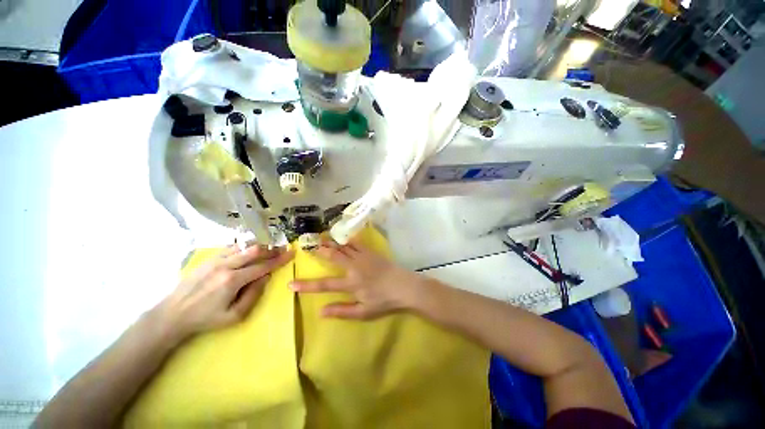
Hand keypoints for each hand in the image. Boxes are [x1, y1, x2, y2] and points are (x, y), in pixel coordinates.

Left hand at [156, 245, 293, 342]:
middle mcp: (225, 265)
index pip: (263, 266)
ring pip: (243, 246)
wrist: (173, 314)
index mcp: (233, 280)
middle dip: (272, 249)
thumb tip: (265, 277)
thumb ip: (253, 295)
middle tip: (282, 249)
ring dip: (259, 246)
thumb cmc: (206, 319)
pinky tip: (249, 250)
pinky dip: (244, 247)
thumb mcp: (234, 316)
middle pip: (255, 250)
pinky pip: (231, 248)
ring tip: (269, 248)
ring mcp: (215, 260)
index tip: (291, 253)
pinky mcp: (208, 259)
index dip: (279, 259)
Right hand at [290, 241, 422, 318]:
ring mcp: (363, 257)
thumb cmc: (384, 301)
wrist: (404, 286)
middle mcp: (354, 267)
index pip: (324, 285)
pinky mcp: (371, 252)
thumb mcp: (363, 312)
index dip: (306, 285)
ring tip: (321, 237)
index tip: (291, 284)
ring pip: (343, 247)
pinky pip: (357, 242)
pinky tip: (343, 235)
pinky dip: (347, 239)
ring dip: (331, 242)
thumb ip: (342, 311)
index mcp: (351, 283)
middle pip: (333, 257)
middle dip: (319, 251)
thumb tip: (320, 311)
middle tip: (307, 245)